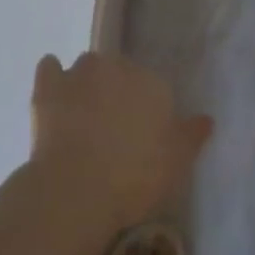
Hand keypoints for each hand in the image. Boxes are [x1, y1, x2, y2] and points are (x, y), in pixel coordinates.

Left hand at [29, 52, 211, 231]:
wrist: (77, 188)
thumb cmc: (134, 178)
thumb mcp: (177, 164)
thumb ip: (191, 136)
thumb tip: (207, 118)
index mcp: (151, 82)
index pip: (152, 85)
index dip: (145, 109)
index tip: (140, 134)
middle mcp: (117, 65)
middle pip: (118, 71)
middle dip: (115, 92)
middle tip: (111, 129)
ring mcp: (79, 72)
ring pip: (86, 67)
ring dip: (86, 84)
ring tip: (82, 117)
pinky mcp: (48, 85)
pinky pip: (50, 67)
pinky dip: (52, 77)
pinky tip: (54, 97)